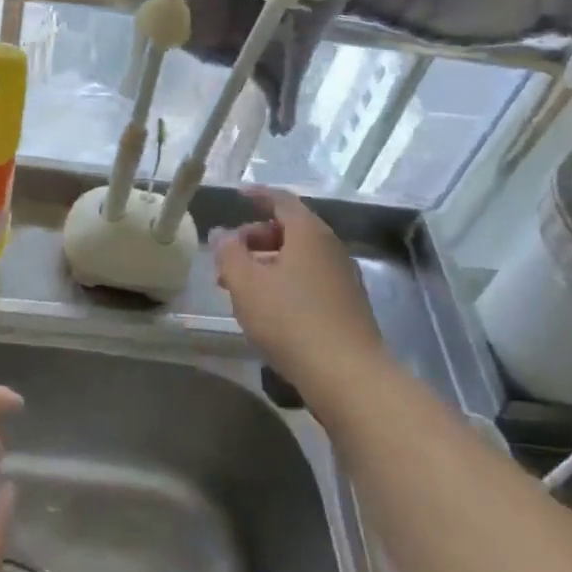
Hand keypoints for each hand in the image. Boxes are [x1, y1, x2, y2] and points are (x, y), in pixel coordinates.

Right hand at [213, 187, 387, 408]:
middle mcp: (331, 247)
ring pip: (300, 258)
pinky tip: (269, 309)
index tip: (238, 195)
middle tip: (230, 255)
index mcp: (309, 232)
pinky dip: (286, 282)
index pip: (281, 200)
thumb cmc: (291, 320)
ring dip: (269, 263)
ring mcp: (344, 277)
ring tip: (241, 286)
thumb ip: (229, 253)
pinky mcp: (348, 306)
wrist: (348, 376)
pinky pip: (311, 280)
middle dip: (256, 237)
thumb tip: (223, 234)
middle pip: (291, 229)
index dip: (258, 195)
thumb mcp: (246, 284)